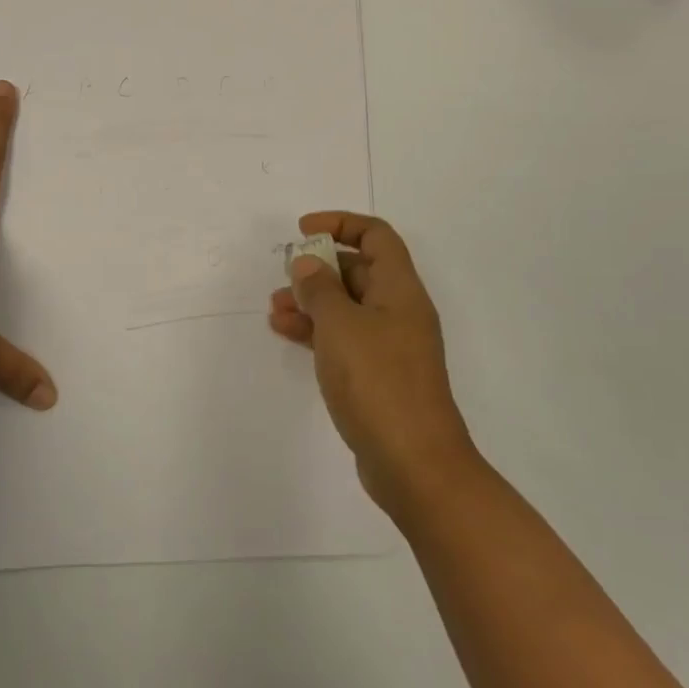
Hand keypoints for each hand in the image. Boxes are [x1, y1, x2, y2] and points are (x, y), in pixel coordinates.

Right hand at [269, 212, 474, 513]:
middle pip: (359, 271)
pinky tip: (285, 333)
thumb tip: (308, 263)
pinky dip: (317, 331)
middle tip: (284, 275)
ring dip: (312, 301)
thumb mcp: (340, 325)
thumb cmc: (377, 381)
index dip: (340, 224)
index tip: (303, 231)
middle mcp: (399, 311)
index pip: (376, 236)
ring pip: (347, 307)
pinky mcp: (378, 376)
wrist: (413, 463)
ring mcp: (390, 346)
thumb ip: (319, 288)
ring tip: (274, 309)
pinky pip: (344, 338)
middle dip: (319, 267)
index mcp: (400, 289)